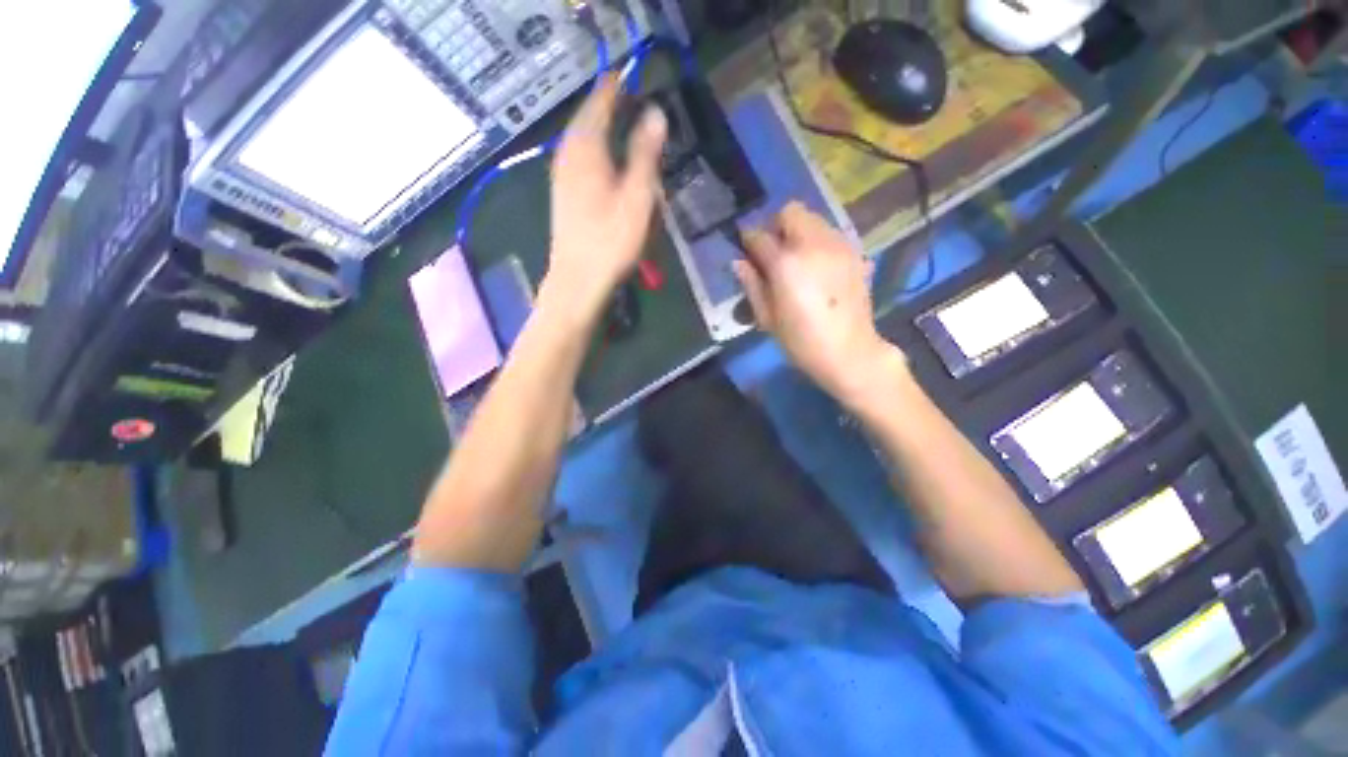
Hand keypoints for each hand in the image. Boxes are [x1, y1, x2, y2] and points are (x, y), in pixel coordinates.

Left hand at [543, 76, 666, 317]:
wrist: (578, 279)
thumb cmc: (611, 240)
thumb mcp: (637, 197)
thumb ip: (645, 153)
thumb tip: (655, 113)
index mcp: (586, 147)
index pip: (601, 101)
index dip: (617, 85)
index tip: (633, 75)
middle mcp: (568, 154)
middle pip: (587, 117)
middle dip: (607, 104)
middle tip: (629, 96)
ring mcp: (561, 174)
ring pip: (580, 137)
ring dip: (599, 126)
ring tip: (618, 121)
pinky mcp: (562, 193)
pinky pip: (577, 157)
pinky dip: (592, 148)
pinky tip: (602, 159)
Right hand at [734, 203, 905, 403]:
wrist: (849, 352)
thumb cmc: (800, 341)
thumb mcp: (767, 318)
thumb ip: (751, 285)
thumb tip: (739, 262)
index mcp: (785, 264)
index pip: (759, 236)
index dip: (748, 240)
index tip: (746, 250)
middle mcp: (813, 244)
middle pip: (790, 212)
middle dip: (776, 227)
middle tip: (774, 253)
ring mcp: (838, 245)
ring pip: (814, 219)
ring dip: (799, 232)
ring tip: (797, 260)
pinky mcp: (855, 253)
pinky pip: (831, 233)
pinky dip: (819, 241)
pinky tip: (817, 267)